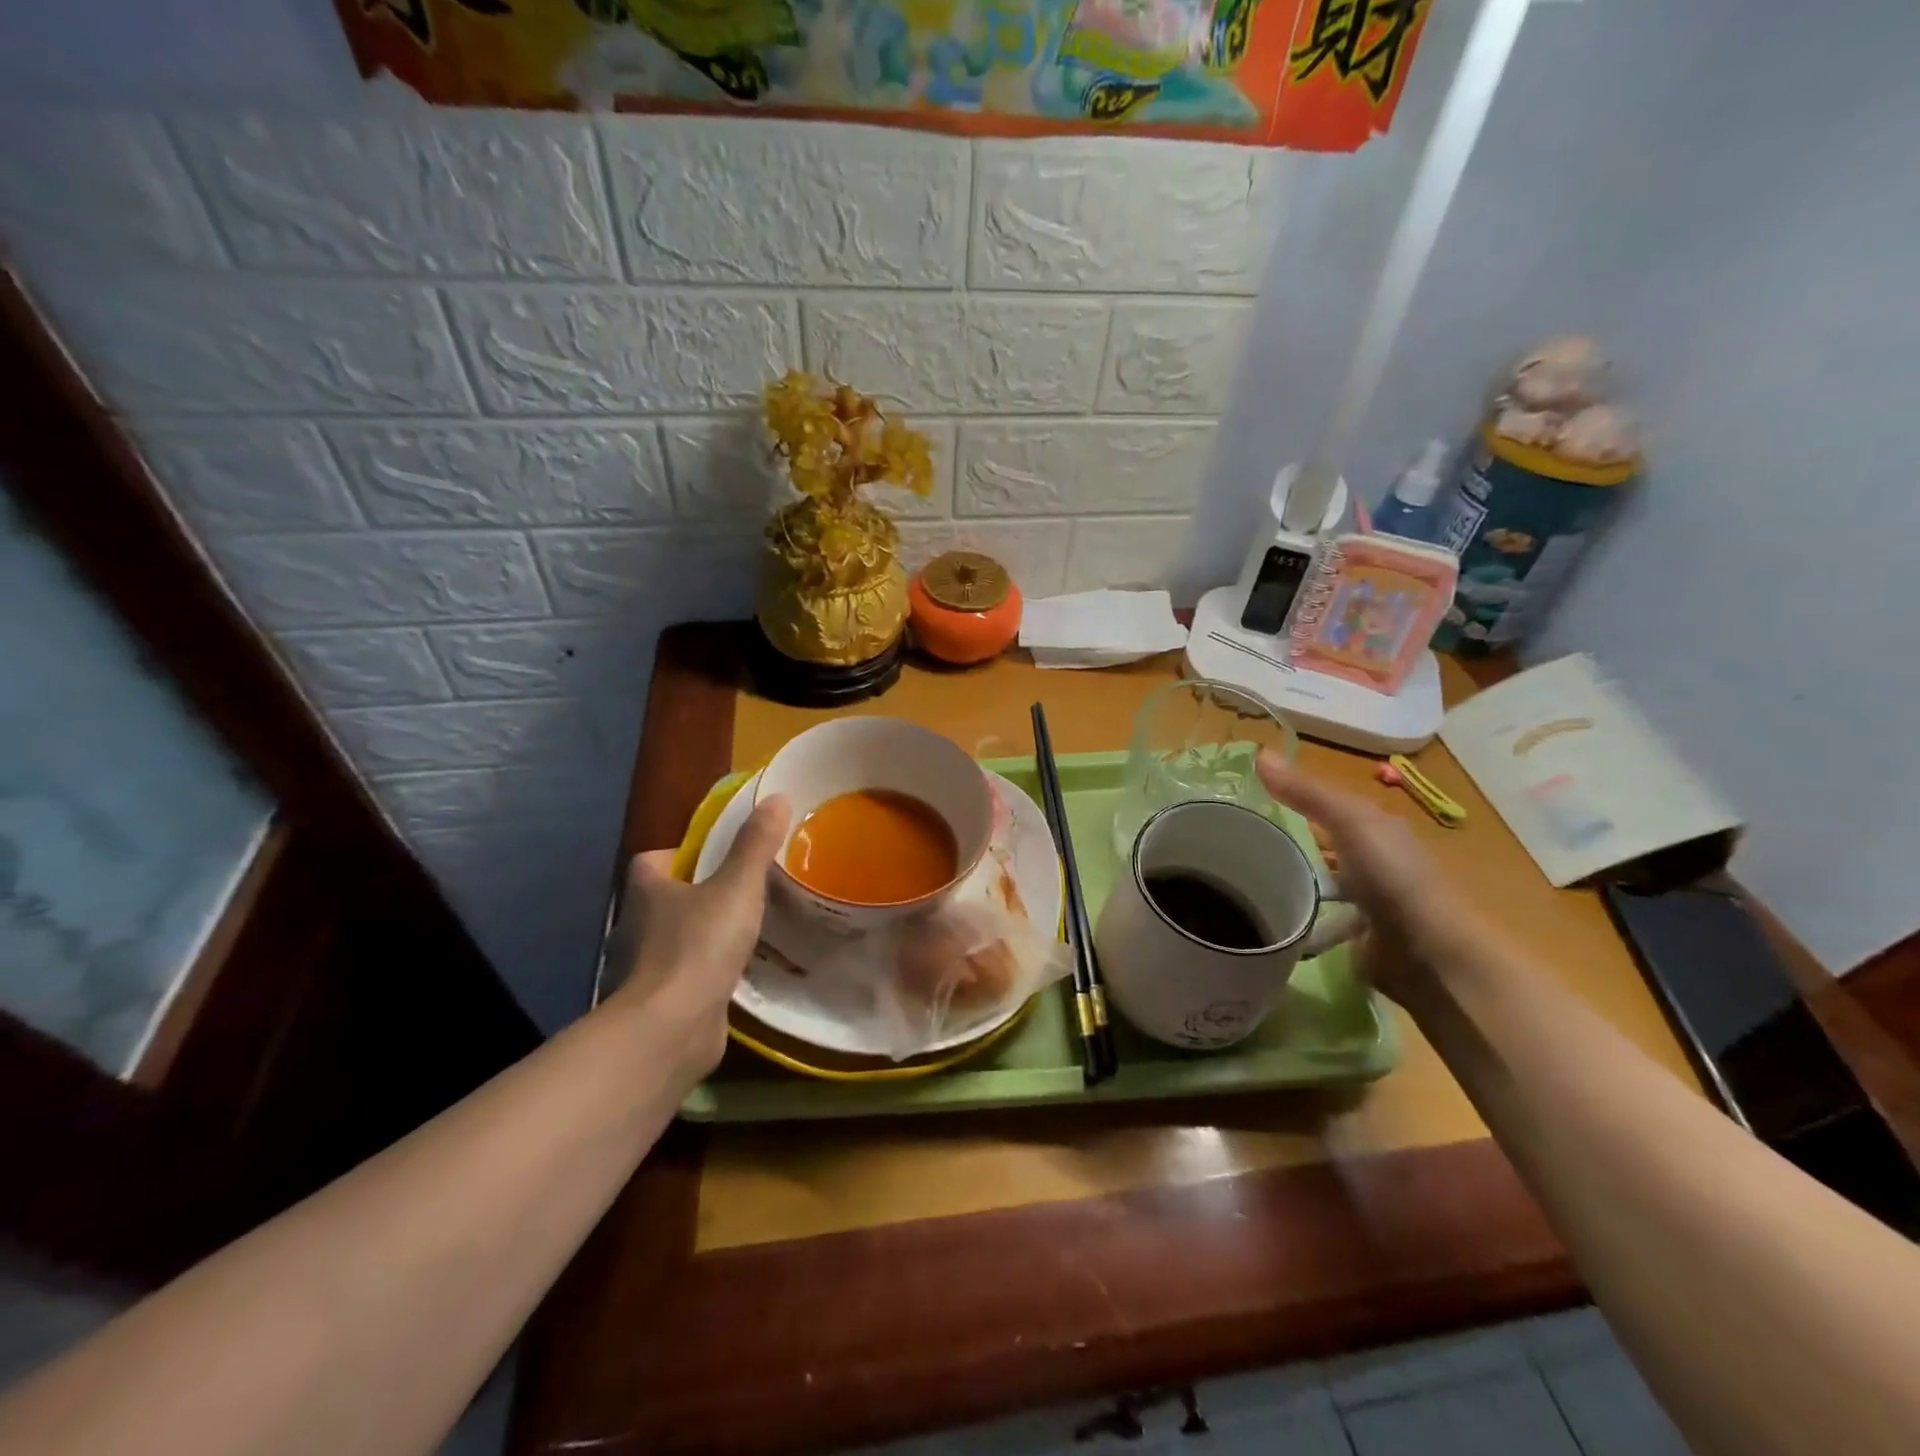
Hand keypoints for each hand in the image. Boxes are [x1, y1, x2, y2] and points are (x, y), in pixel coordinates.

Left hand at [609, 794, 791, 1083]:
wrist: (672, 1028)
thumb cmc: (699, 945)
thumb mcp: (737, 887)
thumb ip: (756, 845)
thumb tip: (777, 797)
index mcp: (648, 889)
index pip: (654, 859)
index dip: (682, 854)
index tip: (717, 856)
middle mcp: (639, 924)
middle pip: (668, 898)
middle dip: (700, 894)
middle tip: (746, 889)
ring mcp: (647, 966)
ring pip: (679, 937)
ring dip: (706, 934)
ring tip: (751, 929)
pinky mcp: (663, 999)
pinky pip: (690, 974)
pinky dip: (710, 971)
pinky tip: (742, 971)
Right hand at [1256, 752, 1466, 1004]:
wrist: (1428, 952)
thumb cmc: (1392, 876)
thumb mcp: (1348, 820)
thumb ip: (1305, 792)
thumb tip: (1259, 753)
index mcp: (1376, 829)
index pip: (1327, 809)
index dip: (1293, 802)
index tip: (1248, 806)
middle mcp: (1373, 862)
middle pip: (1321, 845)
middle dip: (1286, 844)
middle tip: (1236, 846)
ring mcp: (1366, 901)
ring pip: (1317, 883)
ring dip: (1289, 883)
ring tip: (1243, 883)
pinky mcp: (1356, 936)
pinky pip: (1317, 919)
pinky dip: (1297, 918)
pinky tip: (1269, 920)